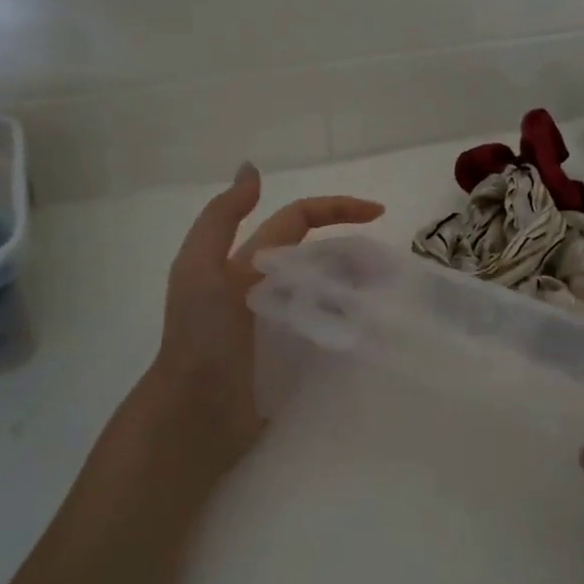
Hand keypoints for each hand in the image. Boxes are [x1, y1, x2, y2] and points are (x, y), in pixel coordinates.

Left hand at [135, 162, 383, 498]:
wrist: (193, 414)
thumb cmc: (197, 337)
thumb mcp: (198, 267)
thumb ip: (222, 217)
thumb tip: (251, 169)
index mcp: (248, 263)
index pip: (298, 222)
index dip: (336, 209)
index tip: (379, 214)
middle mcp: (269, 288)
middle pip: (322, 258)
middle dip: (356, 254)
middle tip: (391, 270)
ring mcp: (285, 325)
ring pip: (331, 294)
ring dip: (359, 289)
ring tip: (389, 299)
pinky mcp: (296, 361)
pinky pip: (332, 332)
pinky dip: (353, 325)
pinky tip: (374, 330)